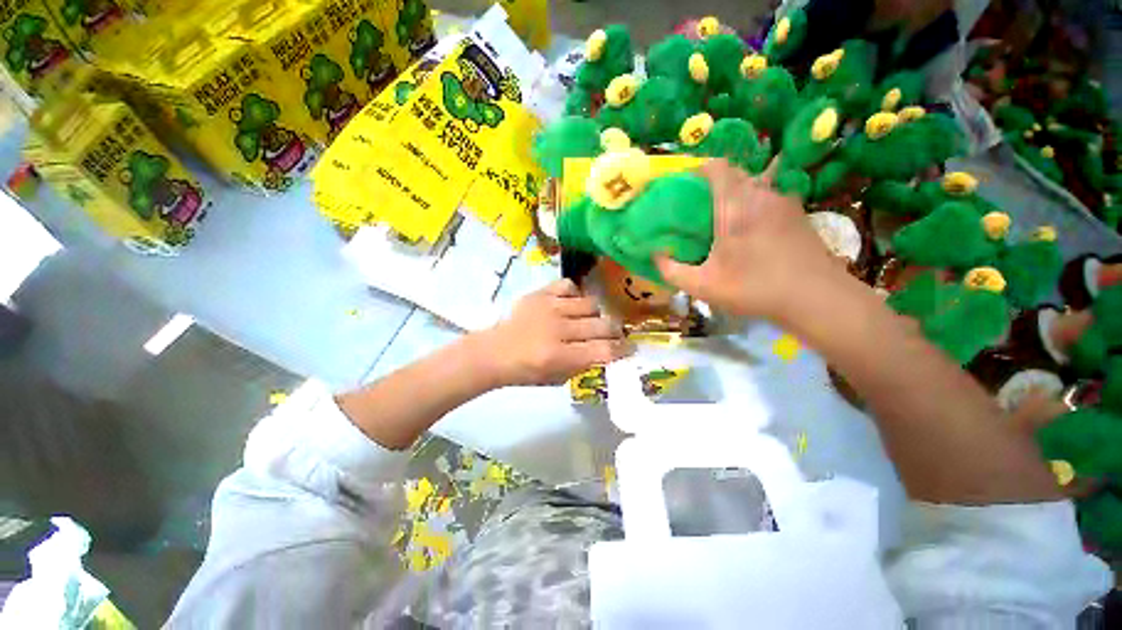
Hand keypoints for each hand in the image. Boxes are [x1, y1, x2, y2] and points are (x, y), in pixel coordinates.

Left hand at [483, 279, 629, 385]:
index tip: (630, 347)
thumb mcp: (557, 378)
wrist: (495, 351)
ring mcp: (549, 307)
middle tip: (613, 334)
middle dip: (615, 331)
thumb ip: (584, 364)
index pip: (603, 350)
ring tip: (590, 319)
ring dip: (596, 314)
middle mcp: (557, 329)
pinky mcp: (540, 294)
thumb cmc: (526, 371)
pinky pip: (569, 286)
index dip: (623, 349)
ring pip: (591, 304)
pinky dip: (576, 295)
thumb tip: (607, 351)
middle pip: (602, 325)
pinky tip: (572, 304)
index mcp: (559, 356)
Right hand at [655, 159, 846, 322]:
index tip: (687, 184)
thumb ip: (672, 270)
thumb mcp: (703, 286)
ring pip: (756, 183)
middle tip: (702, 206)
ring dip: (739, 192)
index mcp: (735, 206)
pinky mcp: (799, 213)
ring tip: (726, 218)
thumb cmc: (753, 288)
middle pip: (737, 172)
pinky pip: (772, 196)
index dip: (700, 168)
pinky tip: (753, 230)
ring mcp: (785, 201)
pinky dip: (756, 203)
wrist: (816, 297)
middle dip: (717, 182)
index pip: (718, 166)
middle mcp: (762, 194)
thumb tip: (656, 255)